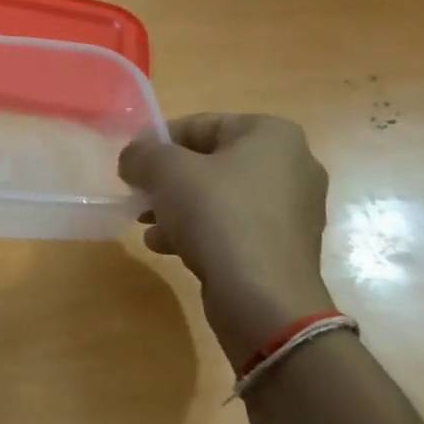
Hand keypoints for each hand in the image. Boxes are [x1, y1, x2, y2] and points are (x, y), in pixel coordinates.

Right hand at [119, 114, 334, 368]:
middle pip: (210, 162)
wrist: (264, 298)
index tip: (131, 166)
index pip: (201, 124)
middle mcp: (291, 165)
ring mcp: (291, 209)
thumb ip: (142, 154)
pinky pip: (233, 227)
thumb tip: (133, 157)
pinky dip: (200, 231)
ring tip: (147, 225)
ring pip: (219, 197)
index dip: (158, 142)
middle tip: (139, 196)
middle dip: (168, 180)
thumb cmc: (218, 216)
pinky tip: (167, 247)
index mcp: (272, 134)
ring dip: (178, 207)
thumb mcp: (166, 172)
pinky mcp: (283, 246)